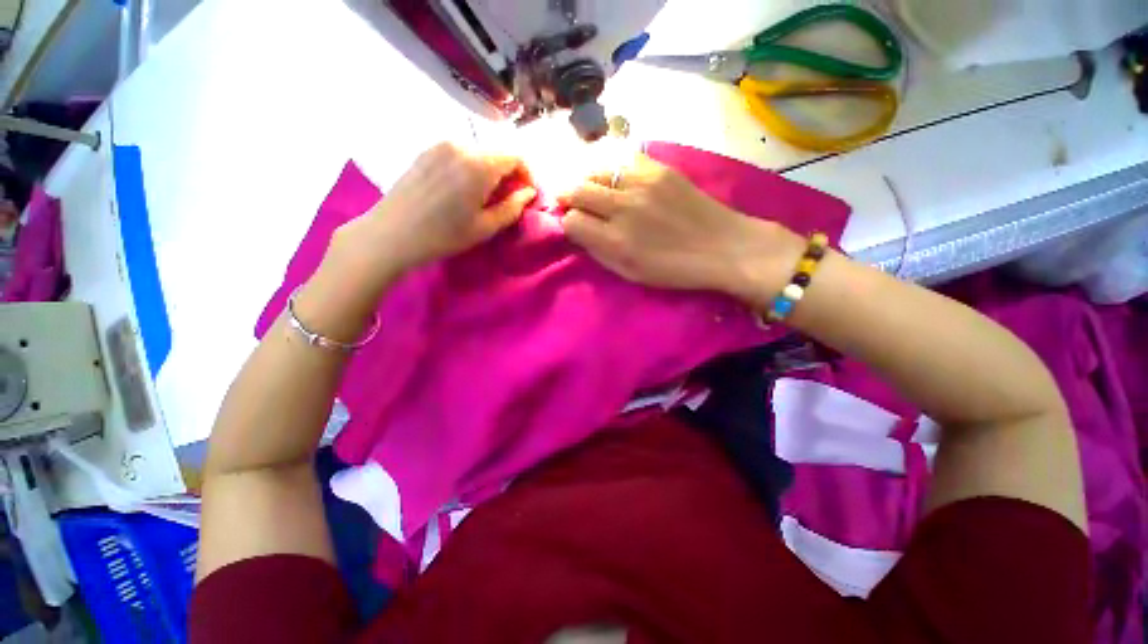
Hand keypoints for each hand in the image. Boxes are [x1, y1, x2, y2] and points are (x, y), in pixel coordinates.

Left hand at [301, 143, 534, 340]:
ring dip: (489, 171)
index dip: (527, 174)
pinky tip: (461, 190)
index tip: (526, 194)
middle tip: (506, 200)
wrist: (392, 233)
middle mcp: (461, 145)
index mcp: (479, 164)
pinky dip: (470, 168)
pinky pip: (459, 154)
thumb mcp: (485, 227)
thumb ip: (512, 207)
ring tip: (482, 197)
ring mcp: (440, 145)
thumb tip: (529, 193)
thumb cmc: (443, 235)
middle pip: (497, 153)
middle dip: (508, 174)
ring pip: (478, 153)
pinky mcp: (426, 151)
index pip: (516, 156)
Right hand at [559, 155, 801, 303]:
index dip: (568, 225)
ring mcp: (642, 183)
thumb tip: (579, 233)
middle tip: (573, 204)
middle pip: (577, 190)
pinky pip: (621, 159)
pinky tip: (615, 179)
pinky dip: (610, 169)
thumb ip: (600, 253)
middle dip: (569, 198)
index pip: (572, 222)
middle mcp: (624, 208)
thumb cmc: (674, 269)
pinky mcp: (658, 168)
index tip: (576, 227)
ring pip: (595, 170)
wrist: (721, 246)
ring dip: (587, 181)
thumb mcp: (631, 274)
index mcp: (617, 241)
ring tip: (592, 190)